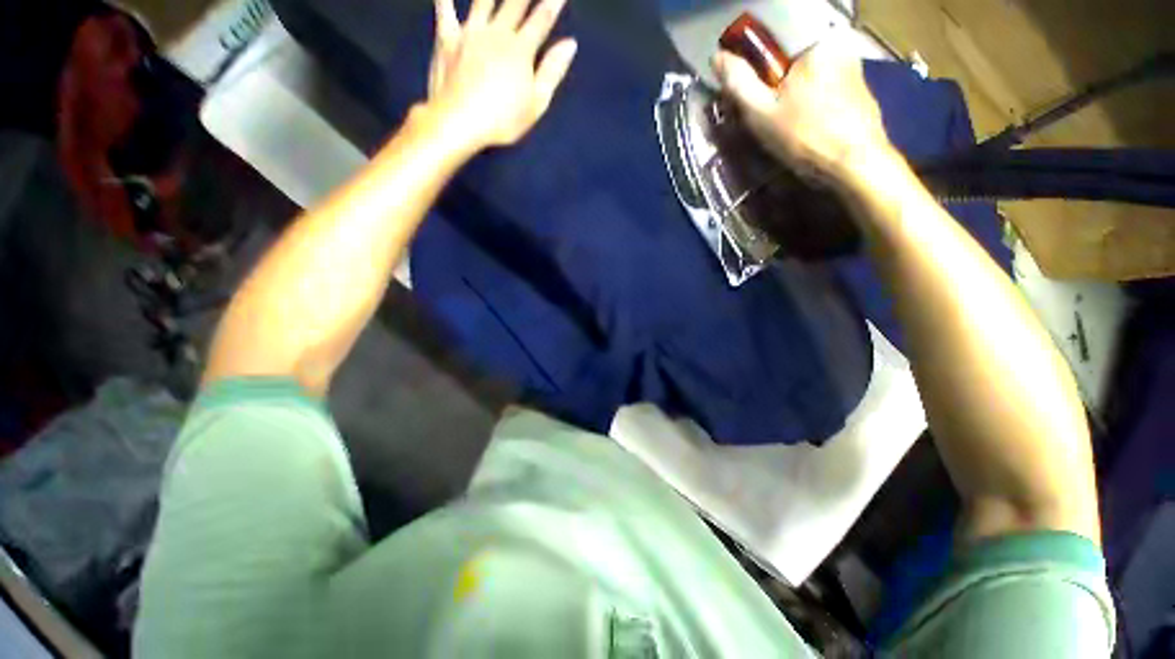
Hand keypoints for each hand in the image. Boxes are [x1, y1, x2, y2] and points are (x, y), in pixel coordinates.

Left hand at [428, 0, 576, 150]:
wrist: (460, 120)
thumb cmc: (504, 119)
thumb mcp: (536, 103)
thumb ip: (552, 71)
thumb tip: (570, 44)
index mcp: (521, 49)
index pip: (542, 20)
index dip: (552, 4)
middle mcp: (497, 33)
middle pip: (514, 3)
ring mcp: (470, 32)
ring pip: (483, 0)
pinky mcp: (447, 38)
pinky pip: (445, 11)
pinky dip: (445, 0)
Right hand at [712, 36, 894, 185]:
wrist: (855, 164)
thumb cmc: (805, 137)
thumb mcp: (761, 113)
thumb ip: (738, 83)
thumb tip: (718, 57)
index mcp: (816, 41)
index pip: (774, 35)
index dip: (753, 58)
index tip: (744, 83)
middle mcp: (839, 44)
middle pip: (792, 54)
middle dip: (773, 76)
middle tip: (762, 108)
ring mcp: (853, 65)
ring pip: (808, 70)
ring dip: (791, 89)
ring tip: (782, 120)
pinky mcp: (859, 87)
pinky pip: (824, 83)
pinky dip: (809, 97)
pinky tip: (804, 122)